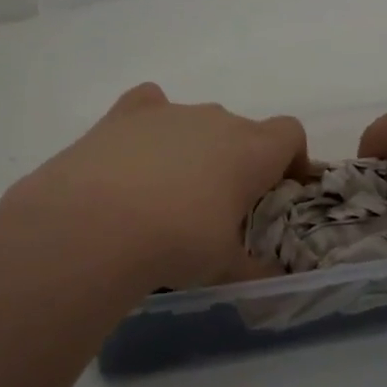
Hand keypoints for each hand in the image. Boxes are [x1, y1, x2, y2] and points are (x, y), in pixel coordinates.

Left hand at [0, 84, 310, 293]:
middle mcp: (216, 120)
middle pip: (242, 130)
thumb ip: (254, 270)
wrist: (96, 224)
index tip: (277, 190)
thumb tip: (270, 280)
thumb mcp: (224, 266)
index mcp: (252, 150)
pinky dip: (151, 125)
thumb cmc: (178, 243)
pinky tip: (136, 155)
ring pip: (196, 122)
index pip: (290, 133)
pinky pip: (150, 106)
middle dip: (238, 161)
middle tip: (220, 206)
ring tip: (169, 193)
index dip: (290, 159)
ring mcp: (170, 111)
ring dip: (195, 148)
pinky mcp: (125, 114)